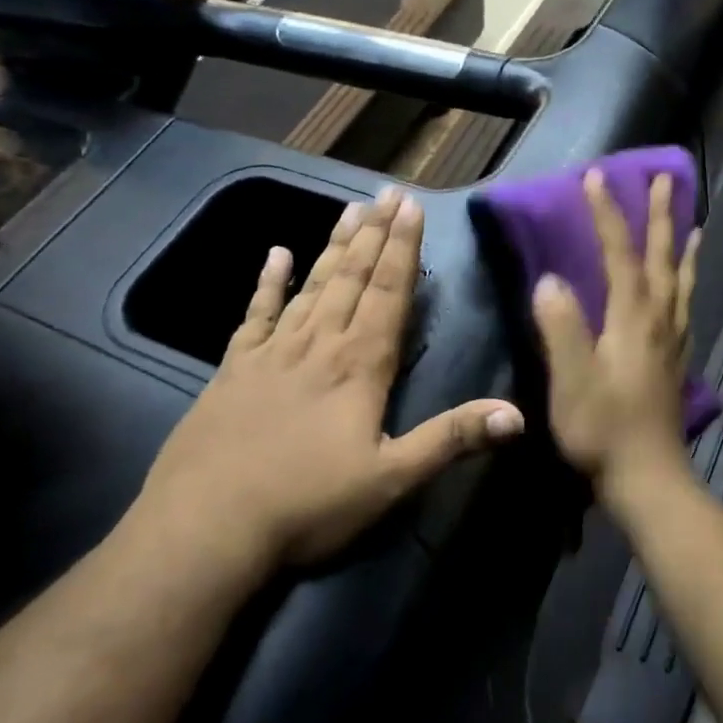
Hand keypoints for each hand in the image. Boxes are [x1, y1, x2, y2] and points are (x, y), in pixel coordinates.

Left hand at [133, 187, 524, 581]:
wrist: (205, 529)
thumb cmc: (307, 505)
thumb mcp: (391, 479)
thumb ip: (452, 439)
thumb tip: (517, 414)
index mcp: (359, 366)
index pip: (388, 293)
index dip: (402, 249)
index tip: (411, 207)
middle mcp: (318, 345)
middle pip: (351, 278)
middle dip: (374, 234)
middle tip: (387, 193)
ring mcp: (271, 354)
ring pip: (310, 286)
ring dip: (333, 246)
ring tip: (350, 210)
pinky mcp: (233, 370)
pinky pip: (255, 314)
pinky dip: (267, 283)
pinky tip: (275, 254)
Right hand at [531, 170, 700, 514]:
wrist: (648, 478)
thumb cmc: (603, 430)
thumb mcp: (572, 379)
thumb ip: (562, 327)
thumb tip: (551, 280)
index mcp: (633, 319)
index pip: (621, 255)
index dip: (607, 215)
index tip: (596, 177)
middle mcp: (660, 321)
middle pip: (663, 258)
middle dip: (661, 216)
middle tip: (667, 178)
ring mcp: (673, 342)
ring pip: (682, 282)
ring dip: (683, 247)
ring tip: (694, 224)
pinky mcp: (676, 363)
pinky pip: (687, 308)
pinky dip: (689, 285)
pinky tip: (686, 291)